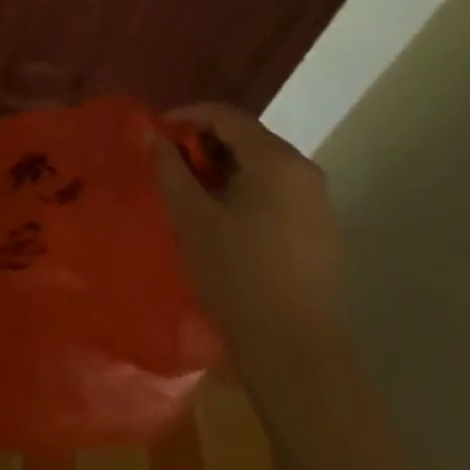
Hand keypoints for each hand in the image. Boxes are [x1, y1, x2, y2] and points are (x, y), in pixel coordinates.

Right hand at [154, 103, 346, 350]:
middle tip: (171, 161)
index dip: (188, 116)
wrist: (296, 354)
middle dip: (206, 142)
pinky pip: (278, 189)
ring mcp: (318, 200)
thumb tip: (147, 130)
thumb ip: (169, 166)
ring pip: (263, 164)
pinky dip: (248, 188)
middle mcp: (303, 168)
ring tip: (193, 189)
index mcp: (275, 158)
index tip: (158, 132)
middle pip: (247, 136)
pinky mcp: (322, 228)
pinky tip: (225, 215)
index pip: (226, 115)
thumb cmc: (237, 275)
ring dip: (226, 166)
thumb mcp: (191, 216)